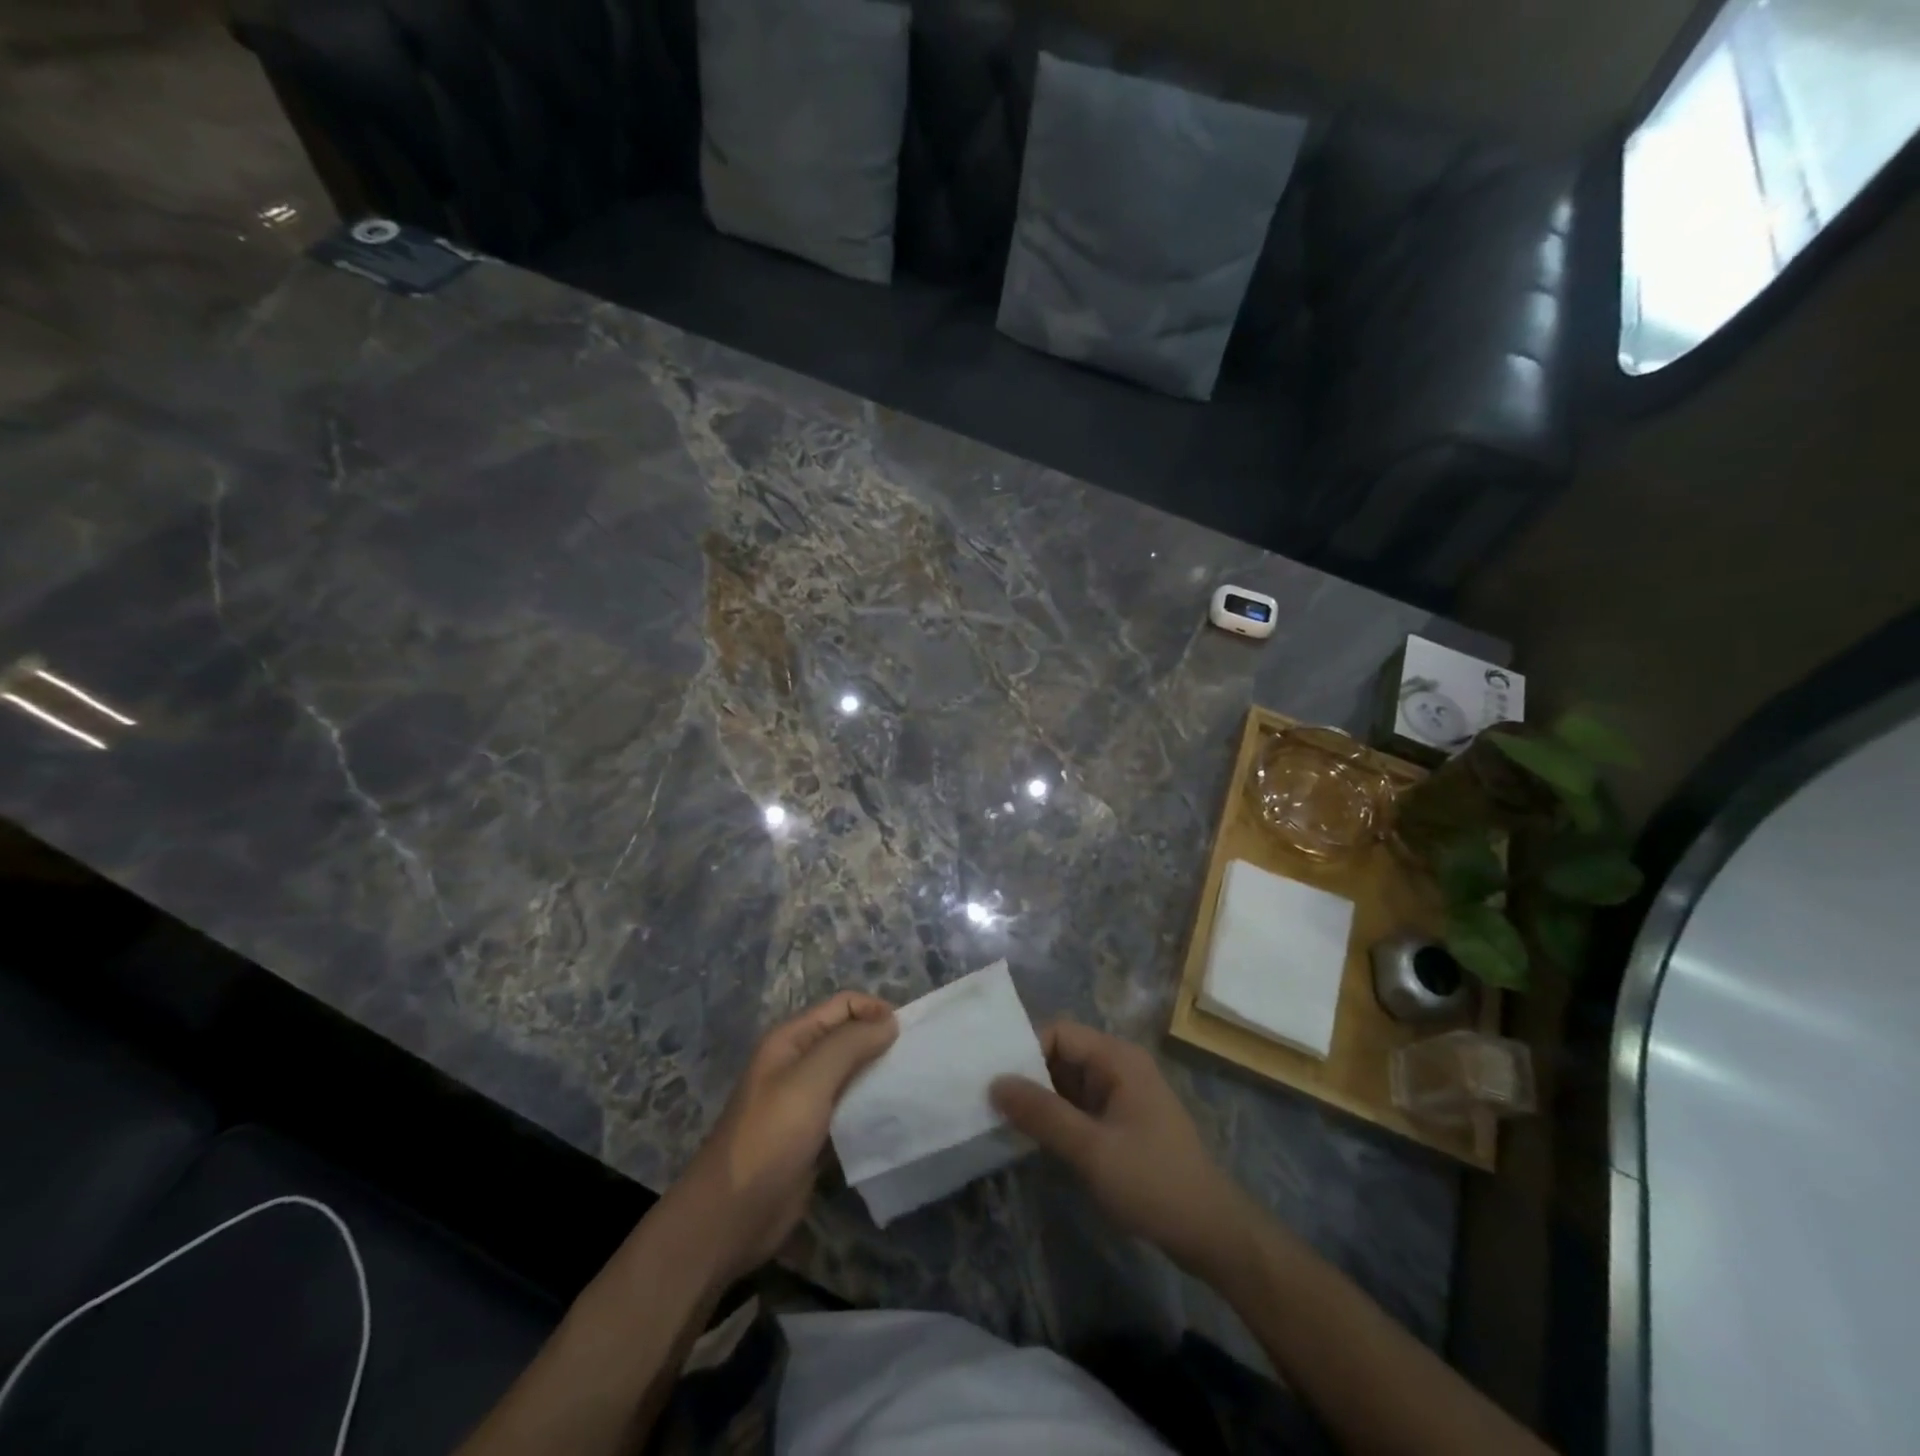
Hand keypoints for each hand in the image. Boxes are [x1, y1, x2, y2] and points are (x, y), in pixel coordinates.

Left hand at [672, 991, 896, 1284]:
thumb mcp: (809, 1082)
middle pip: (848, 1038)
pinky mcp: (815, 1136)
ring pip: (852, 1074)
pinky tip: (895, 1117)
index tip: (909, 1035)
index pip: (843, 1006)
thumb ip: (850, 1045)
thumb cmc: (769, 1139)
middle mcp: (799, 1063)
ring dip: (879, 1076)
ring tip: (912, 1086)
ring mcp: (806, 1101)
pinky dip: (872, 1108)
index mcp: (791, 1040)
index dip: (875, 1011)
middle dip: (881, 1042)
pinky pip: (850, 1109)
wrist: (730, 1218)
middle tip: (917, 1061)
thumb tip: (890, 1021)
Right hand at [992, 1019, 1256, 1278]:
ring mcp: (1120, 1095)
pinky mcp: (1119, 1122)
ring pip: (1067, 1082)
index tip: (994, 1080)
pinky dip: (1055, 1117)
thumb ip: (1042, 1114)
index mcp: (1117, 1058)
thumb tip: (994, 1083)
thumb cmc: (1153, 1182)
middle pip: (1061, 1055)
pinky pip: (1078, 1106)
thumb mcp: (1091, 1149)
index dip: (1025, 1051)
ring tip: (998, 1117)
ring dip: (1038, 1099)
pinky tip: (1030, 1136)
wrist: (1211, 1233)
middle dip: (1027, 1075)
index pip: (1059, 1033)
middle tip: (987, 1099)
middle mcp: (1118, 1066)